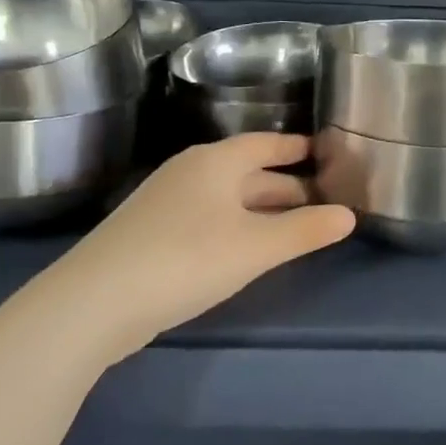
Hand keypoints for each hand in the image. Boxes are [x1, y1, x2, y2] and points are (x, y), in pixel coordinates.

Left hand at [54, 133, 354, 357]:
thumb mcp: (256, 246)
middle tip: (321, 197)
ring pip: (227, 197)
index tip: (321, 149)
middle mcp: (190, 172)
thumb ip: (305, 230)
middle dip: (284, 183)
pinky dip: (236, 225)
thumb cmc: (186, 259)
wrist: (96, 301)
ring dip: (261, 207)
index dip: (294, 146)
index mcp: (215, 162)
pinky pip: (208, 217)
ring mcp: (166, 202)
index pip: (264, 143)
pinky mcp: (151, 233)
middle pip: (247, 171)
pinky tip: (246, 248)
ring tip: (293, 224)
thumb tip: (350, 215)